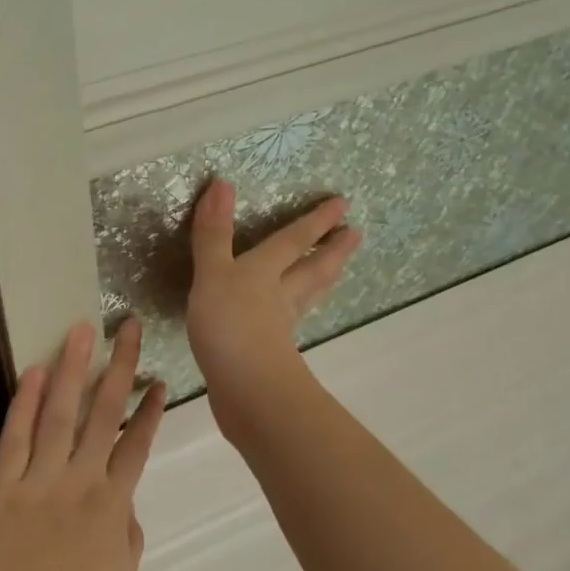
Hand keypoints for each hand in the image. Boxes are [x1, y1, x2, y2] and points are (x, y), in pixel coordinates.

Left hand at [0, 319, 165, 570]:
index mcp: (114, 506)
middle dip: (119, 367)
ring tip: (83, 331)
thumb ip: (126, 534)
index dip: (151, 411)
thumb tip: (123, 504)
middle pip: (105, 413)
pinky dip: (27, 403)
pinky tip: (37, 372)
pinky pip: (17, 438)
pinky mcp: (2, 488)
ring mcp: (40, 481)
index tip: (160, 380)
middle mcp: (81, 482)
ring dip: (74, 369)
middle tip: (128, 328)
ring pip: (61, 413)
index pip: (138, 445)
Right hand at [187, 177, 360, 439]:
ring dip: (322, 281)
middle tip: (356, 235)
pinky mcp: (270, 355)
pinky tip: (288, 320)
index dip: (315, 221)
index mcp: (265, 272)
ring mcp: (278, 328)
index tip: (343, 204)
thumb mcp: (214, 273)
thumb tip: (222, 182)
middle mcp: (278, 296)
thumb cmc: (229, 324)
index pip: (294, 241)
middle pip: (312, 269)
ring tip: (336, 270)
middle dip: (331, 250)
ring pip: (305, 297)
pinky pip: (287, 325)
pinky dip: (294, 315)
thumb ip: (214, 233)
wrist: (246, 389)